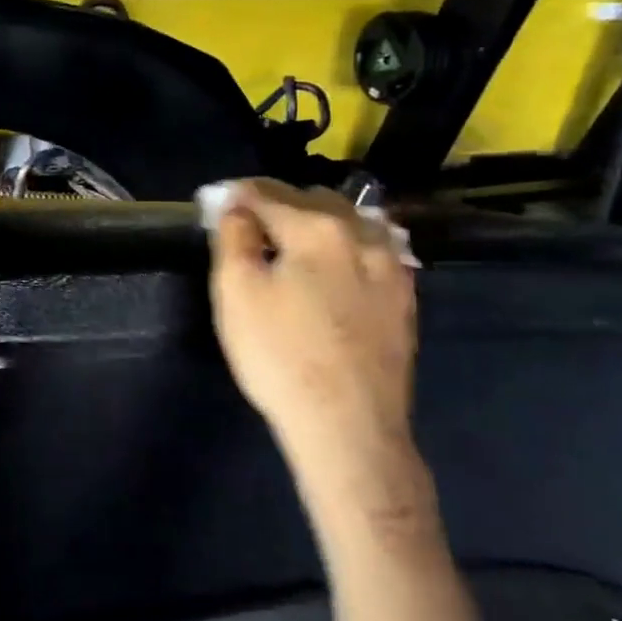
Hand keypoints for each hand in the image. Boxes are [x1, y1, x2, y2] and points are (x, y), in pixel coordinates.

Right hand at [206, 178, 418, 490]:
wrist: (349, 427)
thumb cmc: (281, 357)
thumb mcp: (236, 293)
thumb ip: (234, 237)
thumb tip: (236, 206)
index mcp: (315, 228)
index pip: (267, 193)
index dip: (236, 194)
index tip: (217, 201)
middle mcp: (361, 235)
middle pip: (313, 199)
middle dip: (279, 203)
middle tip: (252, 224)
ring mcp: (391, 267)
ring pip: (352, 220)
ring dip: (319, 219)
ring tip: (296, 238)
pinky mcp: (404, 299)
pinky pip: (375, 250)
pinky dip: (349, 244)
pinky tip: (339, 263)